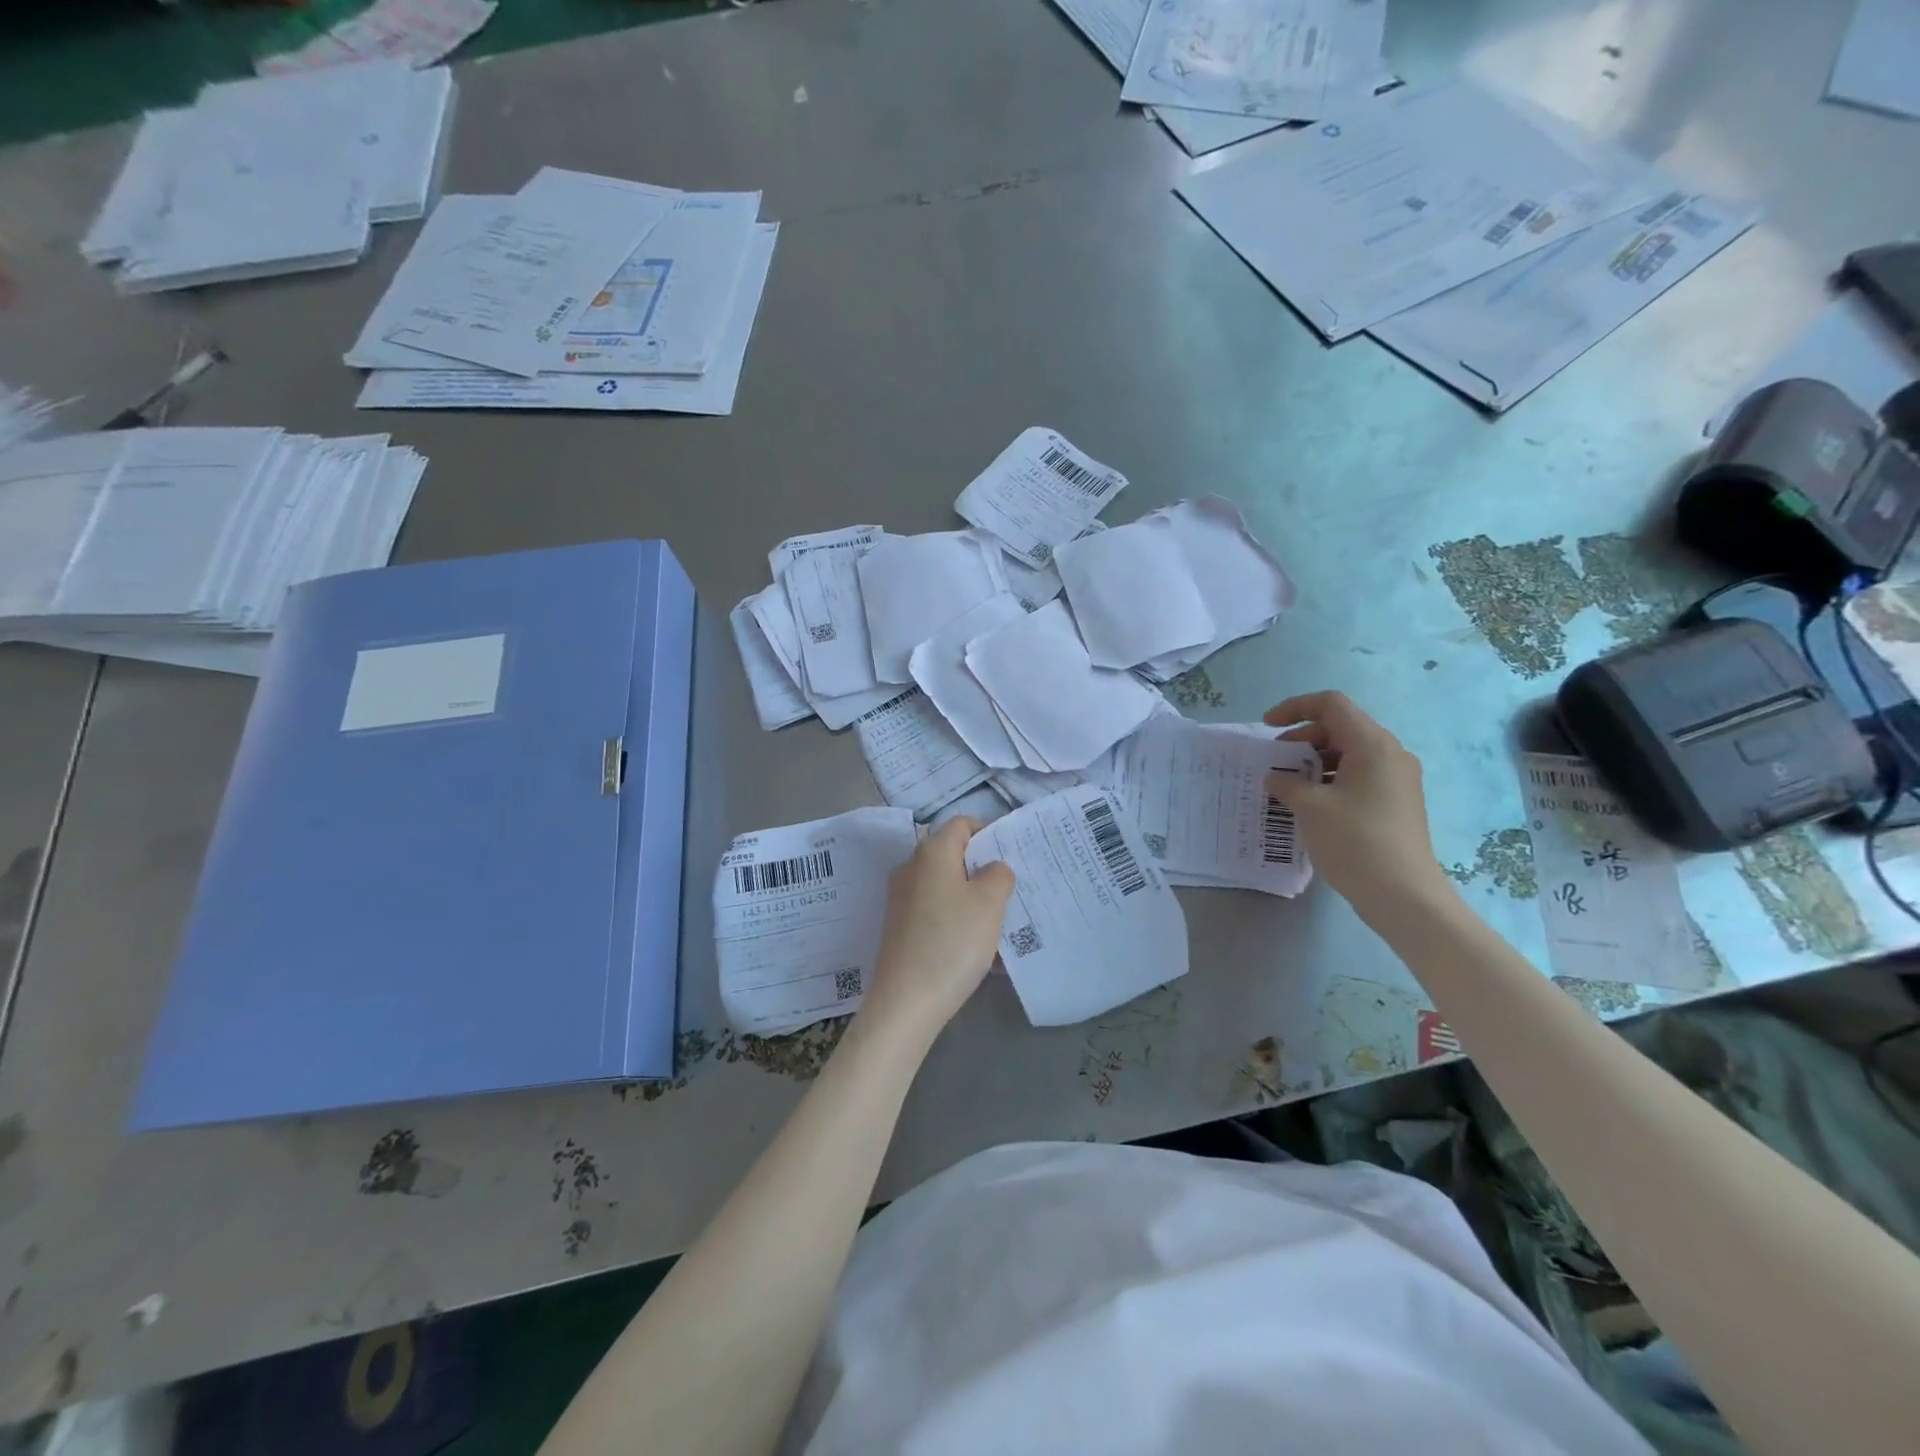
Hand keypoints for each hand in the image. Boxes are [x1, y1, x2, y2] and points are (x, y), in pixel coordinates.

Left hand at [859, 818, 1014, 1047]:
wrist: (906, 1001)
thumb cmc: (952, 942)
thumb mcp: (989, 903)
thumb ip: (998, 874)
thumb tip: (992, 868)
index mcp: (931, 852)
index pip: (961, 824)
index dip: (988, 832)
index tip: (1012, 854)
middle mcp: (910, 868)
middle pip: (952, 854)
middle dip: (982, 867)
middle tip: (1012, 887)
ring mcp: (901, 899)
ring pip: (945, 885)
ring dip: (972, 896)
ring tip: (1000, 919)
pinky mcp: (899, 927)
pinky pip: (935, 910)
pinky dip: (956, 918)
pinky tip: (978, 945)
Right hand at [1262, 691, 1452, 919]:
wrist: (1403, 894)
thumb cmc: (1354, 841)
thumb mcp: (1310, 807)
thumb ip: (1287, 784)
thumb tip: (1276, 778)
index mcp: (1372, 745)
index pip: (1331, 705)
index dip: (1295, 708)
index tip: (1267, 727)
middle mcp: (1390, 754)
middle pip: (1341, 727)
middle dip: (1303, 738)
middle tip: (1275, 761)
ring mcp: (1398, 779)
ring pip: (1350, 753)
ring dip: (1315, 760)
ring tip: (1288, 784)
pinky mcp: (1398, 801)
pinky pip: (1360, 775)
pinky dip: (1331, 778)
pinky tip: (1311, 803)